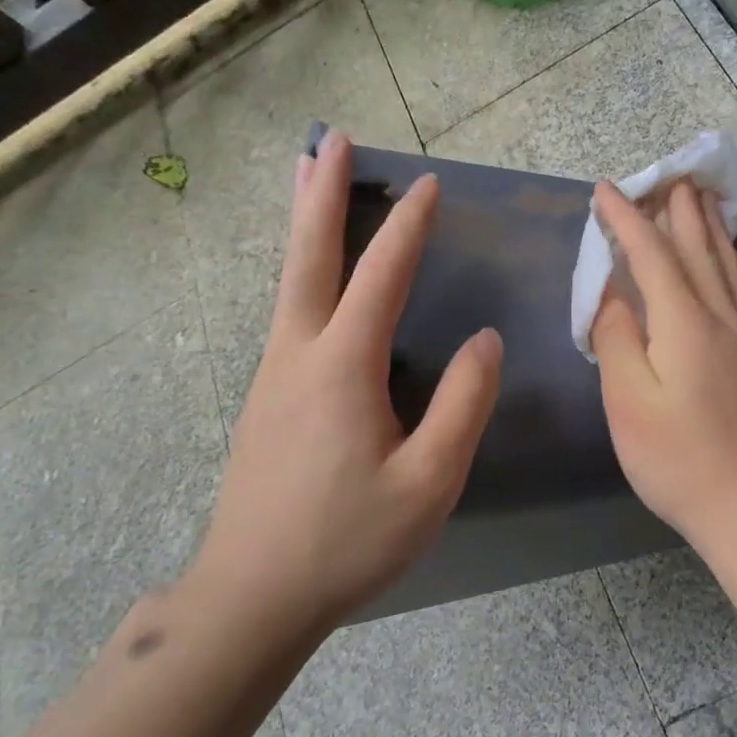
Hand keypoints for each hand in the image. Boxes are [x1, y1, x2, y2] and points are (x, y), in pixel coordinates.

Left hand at [189, 131, 501, 629]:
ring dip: (305, 225)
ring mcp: (273, 375)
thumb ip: (463, 405)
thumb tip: (484, 339)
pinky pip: (289, 313)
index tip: (428, 184)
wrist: (252, 596)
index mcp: (342, 368)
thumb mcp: (429, 481)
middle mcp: (298, 355)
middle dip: (320, 193)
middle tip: (329, 140)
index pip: (380, 276)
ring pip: (290, 282)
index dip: (406, 226)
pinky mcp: (267, 398)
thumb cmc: (348, 541)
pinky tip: (317, 280)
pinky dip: (304, 272)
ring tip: (311, 178)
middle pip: (308, 257)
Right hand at [590, 178, 736, 552]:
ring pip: (730, 264)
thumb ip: (617, 339)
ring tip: (704, 198)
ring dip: (713, 227)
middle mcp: (723, 316)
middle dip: (678, 210)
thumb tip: (614, 293)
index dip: (628, 219)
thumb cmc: (678, 459)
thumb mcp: (628, 403)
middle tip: (667, 176)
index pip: (652, 255)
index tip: (606, 190)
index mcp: (684, 323)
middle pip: (699, 249)